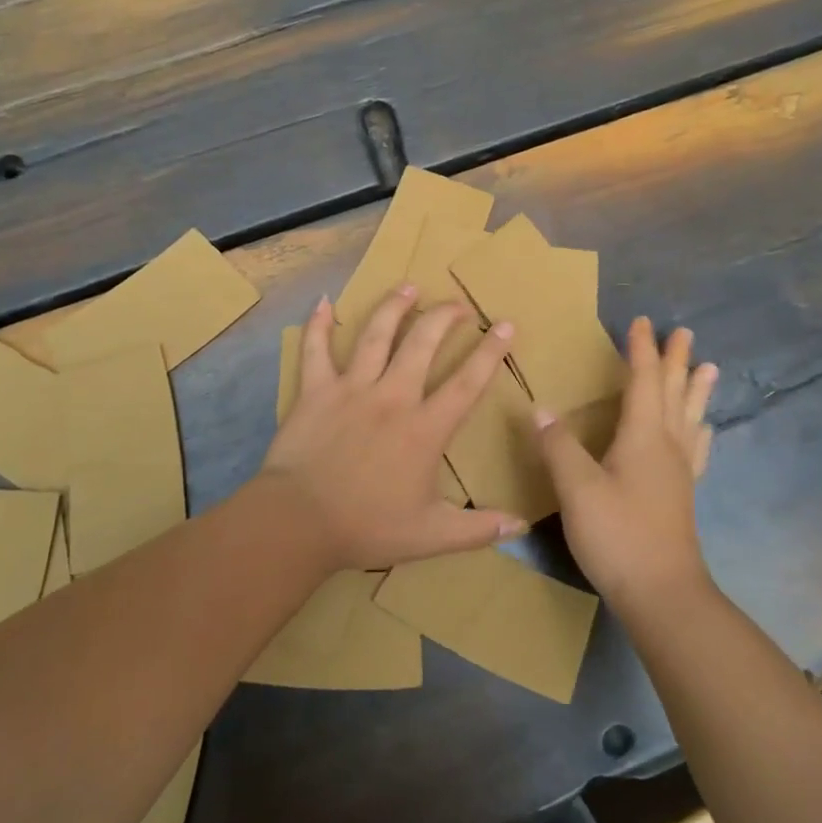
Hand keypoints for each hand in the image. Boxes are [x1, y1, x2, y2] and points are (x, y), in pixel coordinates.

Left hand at [260, 286, 523, 569]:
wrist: (299, 522)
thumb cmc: (367, 527)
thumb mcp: (431, 536)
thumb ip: (479, 529)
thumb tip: (522, 526)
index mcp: (424, 428)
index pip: (467, 383)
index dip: (490, 352)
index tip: (505, 324)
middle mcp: (392, 397)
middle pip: (423, 344)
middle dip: (444, 317)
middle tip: (458, 303)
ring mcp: (351, 389)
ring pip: (376, 335)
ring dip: (394, 307)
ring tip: (409, 286)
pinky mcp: (315, 391)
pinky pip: (316, 350)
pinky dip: (319, 325)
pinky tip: (325, 302)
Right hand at [537, 317, 717, 610]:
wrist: (662, 594)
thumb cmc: (618, 535)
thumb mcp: (577, 489)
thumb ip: (558, 446)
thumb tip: (541, 408)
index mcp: (643, 437)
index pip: (642, 381)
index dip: (641, 351)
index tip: (641, 322)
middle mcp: (666, 446)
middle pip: (673, 393)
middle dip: (675, 360)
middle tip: (683, 331)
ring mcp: (679, 472)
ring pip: (690, 418)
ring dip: (695, 390)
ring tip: (708, 368)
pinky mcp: (681, 495)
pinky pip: (695, 448)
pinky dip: (699, 431)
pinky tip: (703, 432)